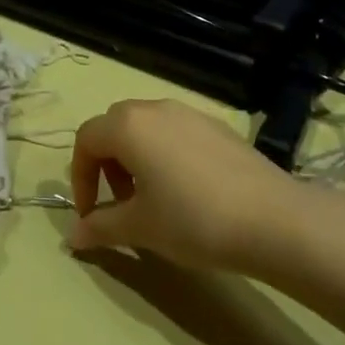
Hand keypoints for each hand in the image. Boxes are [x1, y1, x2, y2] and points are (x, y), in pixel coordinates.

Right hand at [67, 98, 298, 272]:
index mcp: (128, 126)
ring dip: (136, 157)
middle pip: (115, 126)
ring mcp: (188, 112)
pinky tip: (188, 191)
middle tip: (121, 203)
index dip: (80, 177)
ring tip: (153, 199)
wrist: (272, 218)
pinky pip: (175, 132)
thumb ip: (101, 227)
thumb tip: (72, 236)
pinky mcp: (216, 125)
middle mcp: (154, 108)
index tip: (91, 214)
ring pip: (146, 127)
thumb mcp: (141, 228)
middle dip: (107, 163)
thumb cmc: (193, 220)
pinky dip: (165, 153)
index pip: (86, 140)